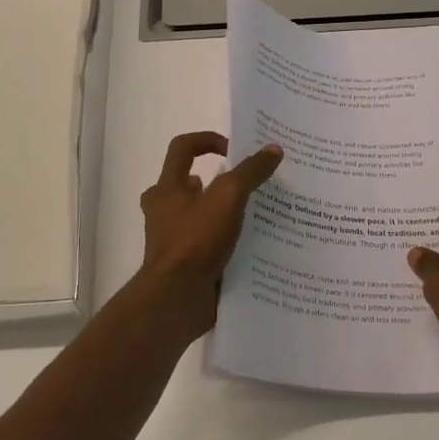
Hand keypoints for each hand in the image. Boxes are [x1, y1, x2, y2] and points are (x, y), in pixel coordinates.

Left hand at [137, 132, 283, 335]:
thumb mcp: (228, 198)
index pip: (182, 148)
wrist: (176, 299)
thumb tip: (273, 149)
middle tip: (243, 186)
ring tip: (255, 216)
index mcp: (167, 188)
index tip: (234, 150)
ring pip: (198, 217)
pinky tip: (252, 246)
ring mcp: (173, 240)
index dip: (208, 140)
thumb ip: (250, 172)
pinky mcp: (185, 265)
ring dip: (222, 213)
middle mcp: (164, 211)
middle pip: (186, 184)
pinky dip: (225, 242)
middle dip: (214, 182)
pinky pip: (206, 245)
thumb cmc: (195, 240)